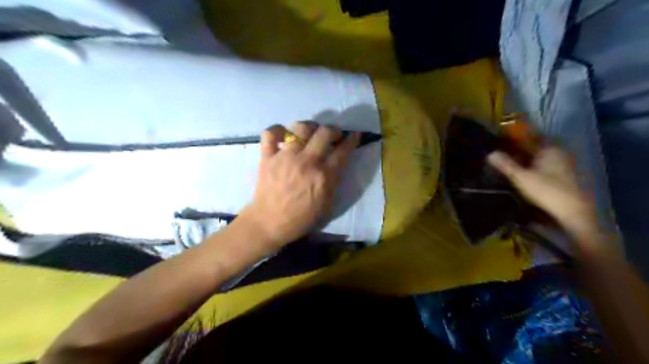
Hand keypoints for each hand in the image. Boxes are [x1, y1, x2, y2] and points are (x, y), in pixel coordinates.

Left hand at [239, 122, 360, 250]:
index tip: (355, 134)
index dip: (352, 140)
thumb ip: (333, 183)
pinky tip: (282, 136)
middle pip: (324, 133)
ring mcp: (285, 157)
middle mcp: (306, 161)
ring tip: (310, 132)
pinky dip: (277, 130)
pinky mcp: (267, 157)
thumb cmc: (300, 219)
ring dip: (309, 127)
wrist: (269, 223)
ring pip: (300, 128)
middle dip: (333, 129)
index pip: (342, 151)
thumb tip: (336, 165)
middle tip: (333, 134)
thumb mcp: (327, 206)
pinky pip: (270, 133)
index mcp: (323, 176)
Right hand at [487, 148, 596, 235]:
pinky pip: (545, 169)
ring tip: (510, 166)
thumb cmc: (547, 191)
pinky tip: (525, 177)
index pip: (530, 138)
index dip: (515, 139)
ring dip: (527, 161)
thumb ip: (505, 165)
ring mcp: (564, 166)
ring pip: (540, 159)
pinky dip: (534, 170)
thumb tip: (490, 153)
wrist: (573, 213)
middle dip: (520, 151)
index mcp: (550, 149)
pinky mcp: (565, 179)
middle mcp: (559, 154)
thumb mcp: (520, 178)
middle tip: (502, 155)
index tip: (501, 142)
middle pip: (535, 149)